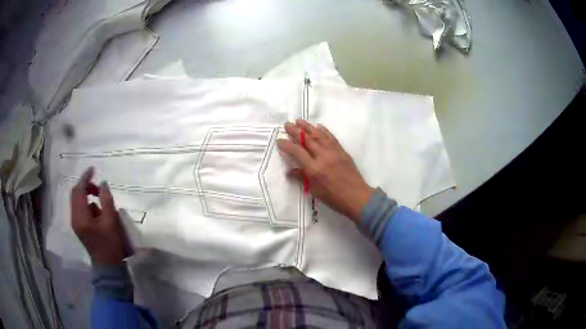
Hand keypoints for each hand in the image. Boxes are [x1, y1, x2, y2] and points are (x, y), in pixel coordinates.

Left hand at [70, 167, 128, 265]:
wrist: (108, 267)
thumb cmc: (110, 245)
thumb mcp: (111, 221)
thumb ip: (106, 200)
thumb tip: (103, 184)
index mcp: (80, 216)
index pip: (78, 190)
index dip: (85, 178)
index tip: (93, 169)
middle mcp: (74, 218)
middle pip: (75, 194)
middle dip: (86, 186)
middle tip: (98, 187)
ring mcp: (76, 223)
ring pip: (77, 201)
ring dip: (87, 195)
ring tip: (100, 200)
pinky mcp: (79, 227)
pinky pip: (80, 209)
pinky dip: (87, 204)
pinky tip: (97, 212)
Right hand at [277, 120, 374, 222]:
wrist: (357, 197)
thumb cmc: (334, 198)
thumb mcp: (315, 190)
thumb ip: (302, 178)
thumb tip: (289, 171)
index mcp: (314, 169)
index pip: (297, 152)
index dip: (287, 145)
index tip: (279, 140)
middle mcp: (323, 157)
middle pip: (306, 140)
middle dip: (295, 131)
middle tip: (287, 124)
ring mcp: (333, 152)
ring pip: (318, 135)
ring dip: (307, 127)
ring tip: (299, 120)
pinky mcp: (342, 151)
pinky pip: (331, 137)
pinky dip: (324, 131)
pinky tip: (318, 126)